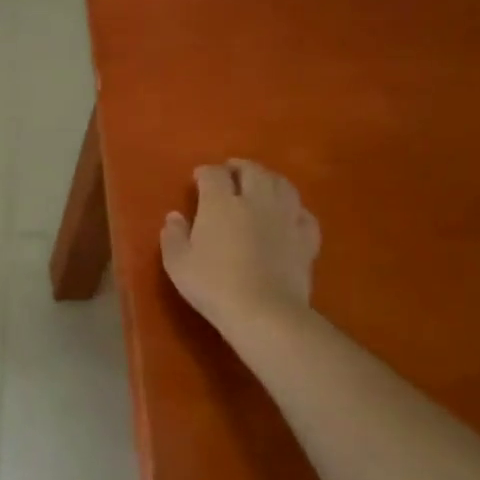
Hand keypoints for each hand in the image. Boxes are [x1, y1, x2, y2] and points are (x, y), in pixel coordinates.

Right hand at [160, 160, 319, 331]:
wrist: (264, 312)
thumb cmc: (213, 284)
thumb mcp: (177, 262)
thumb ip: (173, 235)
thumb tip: (175, 216)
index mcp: (220, 203)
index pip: (214, 174)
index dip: (205, 172)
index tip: (198, 178)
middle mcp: (255, 201)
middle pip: (253, 171)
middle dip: (240, 167)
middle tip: (231, 171)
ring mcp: (285, 218)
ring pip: (282, 185)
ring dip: (269, 179)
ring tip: (260, 184)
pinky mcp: (307, 239)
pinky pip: (303, 214)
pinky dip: (294, 208)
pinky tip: (288, 214)